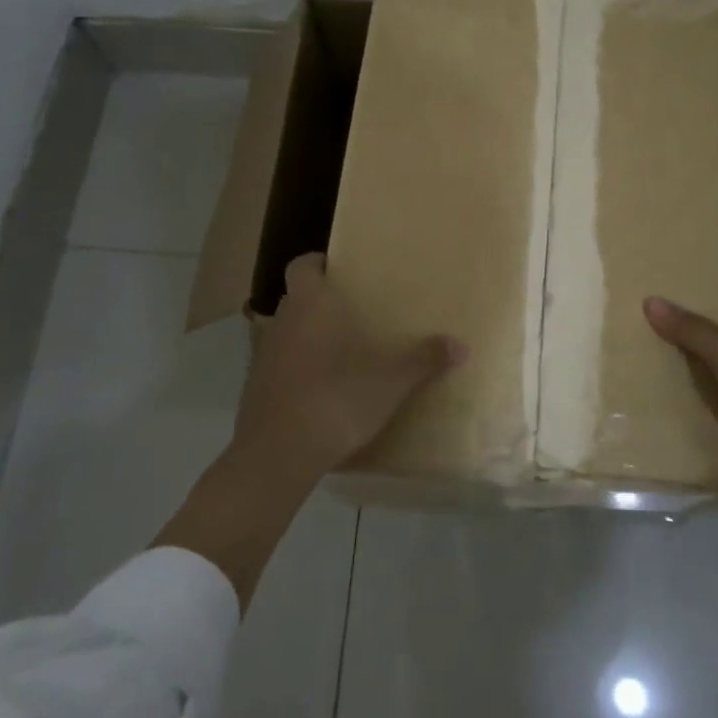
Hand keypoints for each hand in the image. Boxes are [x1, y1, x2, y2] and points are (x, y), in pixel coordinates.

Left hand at [234, 253, 466, 470]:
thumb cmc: (336, 399)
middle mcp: (282, 322)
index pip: (302, 265)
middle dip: (322, 302)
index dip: (319, 264)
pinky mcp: (256, 389)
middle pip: (298, 298)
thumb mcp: (390, 382)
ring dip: (309, 337)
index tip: (343, 271)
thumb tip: (461, 346)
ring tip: (344, 351)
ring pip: (288, 332)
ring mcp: (264, 356)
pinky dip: (299, 369)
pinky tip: (324, 389)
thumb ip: (424, 360)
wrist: (278, 453)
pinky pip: (281, 365)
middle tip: (356, 312)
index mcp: (310, 305)